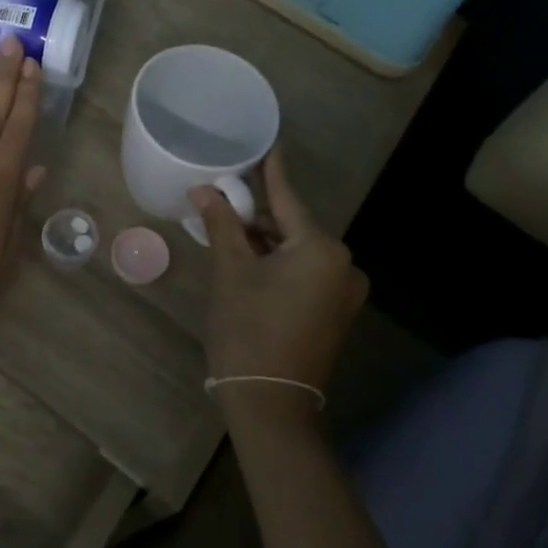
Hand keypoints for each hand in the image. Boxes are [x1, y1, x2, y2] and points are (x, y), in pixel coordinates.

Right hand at [191, 151, 367, 424]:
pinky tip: (249, 262)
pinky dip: (277, 264)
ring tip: (227, 234)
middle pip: (291, 226)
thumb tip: (204, 189)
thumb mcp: (231, 272)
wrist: (271, 405)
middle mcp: (343, 265)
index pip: (287, 198)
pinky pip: (304, 273)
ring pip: (296, 251)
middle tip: (221, 202)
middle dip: (256, 216)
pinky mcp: (335, 312)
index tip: (265, 142)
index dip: (270, 170)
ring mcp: (343, 292)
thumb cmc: (248, 331)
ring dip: (264, 242)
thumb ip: (222, 225)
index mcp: (322, 249)